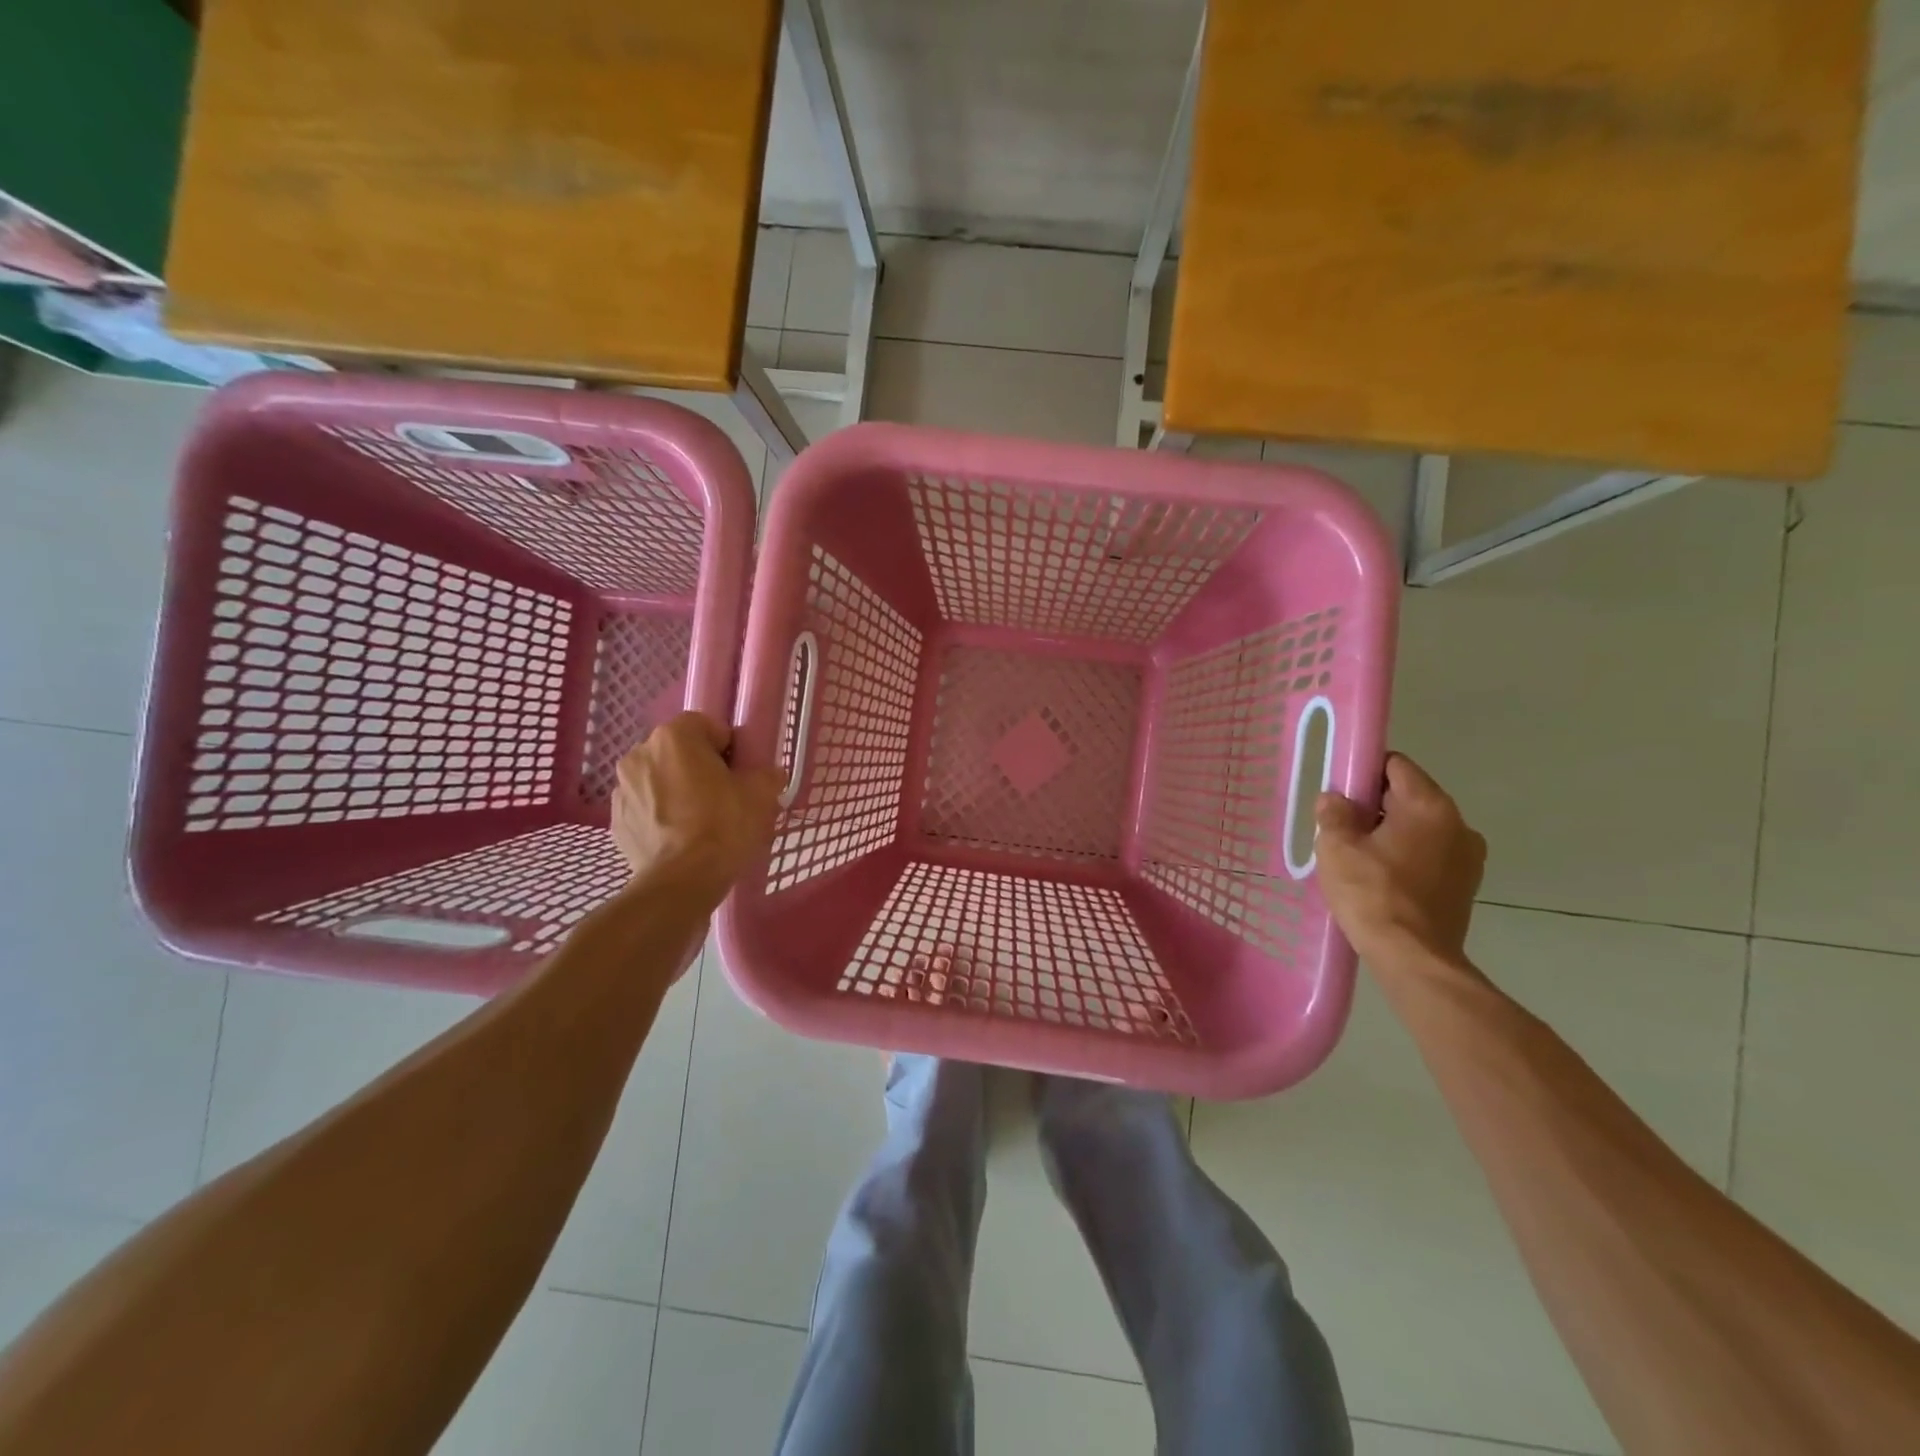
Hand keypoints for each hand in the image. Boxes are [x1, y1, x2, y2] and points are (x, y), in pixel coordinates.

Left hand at [611, 713, 783, 902]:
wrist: (681, 882)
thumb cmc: (723, 826)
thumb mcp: (761, 795)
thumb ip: (766, 774)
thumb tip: (767, 775)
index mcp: (674, 737)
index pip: (707, 726)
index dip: (728, 748)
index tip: (739, 774)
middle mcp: (640, 753)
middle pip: (679, 752)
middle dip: (699, 768)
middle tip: (723, 797)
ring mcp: (622, 788)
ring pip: (659, 779)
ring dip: (676, 790)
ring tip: (699, 822)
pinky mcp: (615, 820)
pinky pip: (645, 807)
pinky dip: (660, 815)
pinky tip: (679, 838)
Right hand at [1314, 752, 1485, 972]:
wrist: (1413, 958)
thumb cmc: (1372, 894)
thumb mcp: (1337, 847)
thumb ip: (1334, 813)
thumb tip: (1335, 799)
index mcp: (1429, 805)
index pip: (1396, 765)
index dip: (1364, 770)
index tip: (1341, 790)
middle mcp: (1458, 823)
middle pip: (1409, 795)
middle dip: (1375, 804)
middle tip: (1342, 826)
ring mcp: (1468, 856)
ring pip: (1420, 827)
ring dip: (1392, 832)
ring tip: (1360, 856)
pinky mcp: (1466, 884)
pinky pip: (1431, 853)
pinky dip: (1407, 856)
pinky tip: (1382, 877)